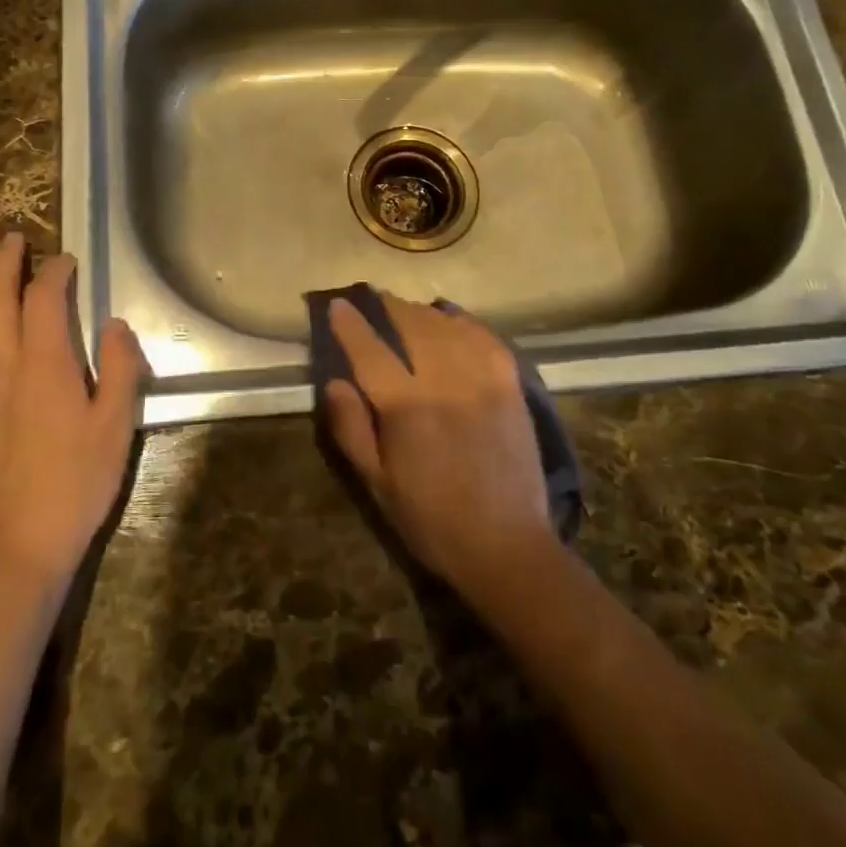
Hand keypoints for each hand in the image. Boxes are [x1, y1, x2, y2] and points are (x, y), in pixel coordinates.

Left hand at [0, 232, 146, 591]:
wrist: (17, 543)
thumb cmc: (76, 482)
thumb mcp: (116, 425)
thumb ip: (118, 368)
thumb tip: (114, 324)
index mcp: (45, 364)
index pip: (44, 300)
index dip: (54, 273)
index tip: (67, 260)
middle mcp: (3, 366)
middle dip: (3, 265)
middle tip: (10, 238)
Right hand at [323, 293, 554, 602]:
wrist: (506, 545)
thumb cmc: (431, 519)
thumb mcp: (376, 484)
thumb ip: (352, 429)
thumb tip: (335, 382)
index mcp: (406, 407)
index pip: (371, 350)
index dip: (351, 324)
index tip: (338, 306)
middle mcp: (444, 381)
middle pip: (412, 326)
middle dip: (389, 307)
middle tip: (374, 301)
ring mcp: (483, 380)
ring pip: (448, 326)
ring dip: (423, 313)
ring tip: (408, 311)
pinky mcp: (511, 386)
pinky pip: (486, 338)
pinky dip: (465, 323)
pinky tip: (453, 322)